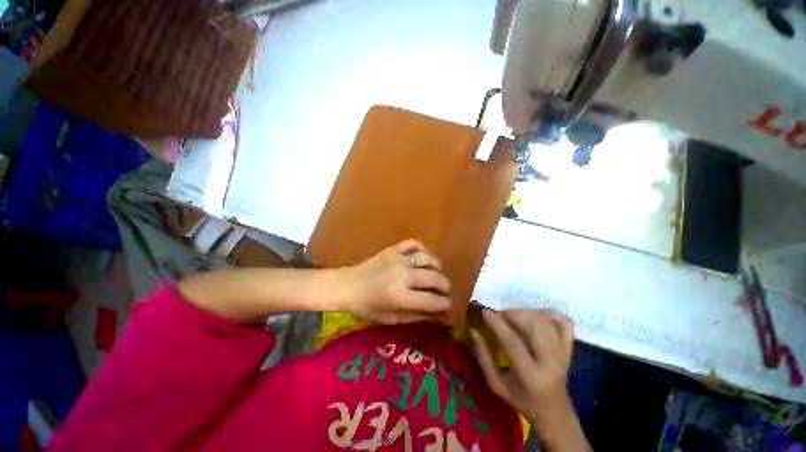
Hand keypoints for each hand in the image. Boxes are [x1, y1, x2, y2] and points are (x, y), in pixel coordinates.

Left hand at [339, 239, 451, 323]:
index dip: (445, 303)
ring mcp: (398, 259)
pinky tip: (424, 258)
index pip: (432, 300)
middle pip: (434, 277)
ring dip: (438, 267)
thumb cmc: (367, 307)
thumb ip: (416, 316)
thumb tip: (438, 314)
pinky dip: (423, 249)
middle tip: (445, 290)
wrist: (347, 285)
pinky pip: (414, 243)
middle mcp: (402, 275)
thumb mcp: (391, 318)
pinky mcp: (393, 249)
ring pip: (428, 258)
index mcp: (400, 296)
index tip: (449, 304)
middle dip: (446, 285)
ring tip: (437, 274)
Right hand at [471, 309, 590, 450]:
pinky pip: (564, 323)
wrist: (555, 412)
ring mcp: (563, 354)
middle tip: (499, 315)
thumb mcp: (497, 385)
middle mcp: (551, 362)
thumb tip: (473, 331)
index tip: (484, 312)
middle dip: (512, 313)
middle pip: (533, 326)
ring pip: (545, 321)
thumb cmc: (522, 400)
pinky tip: (534, 315)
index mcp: (531, 376)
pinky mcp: (569, 348)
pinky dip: (549, 313)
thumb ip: (484, 358)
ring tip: (511, 315)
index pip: (513, 342)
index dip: (497, 324)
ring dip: (525, 312)